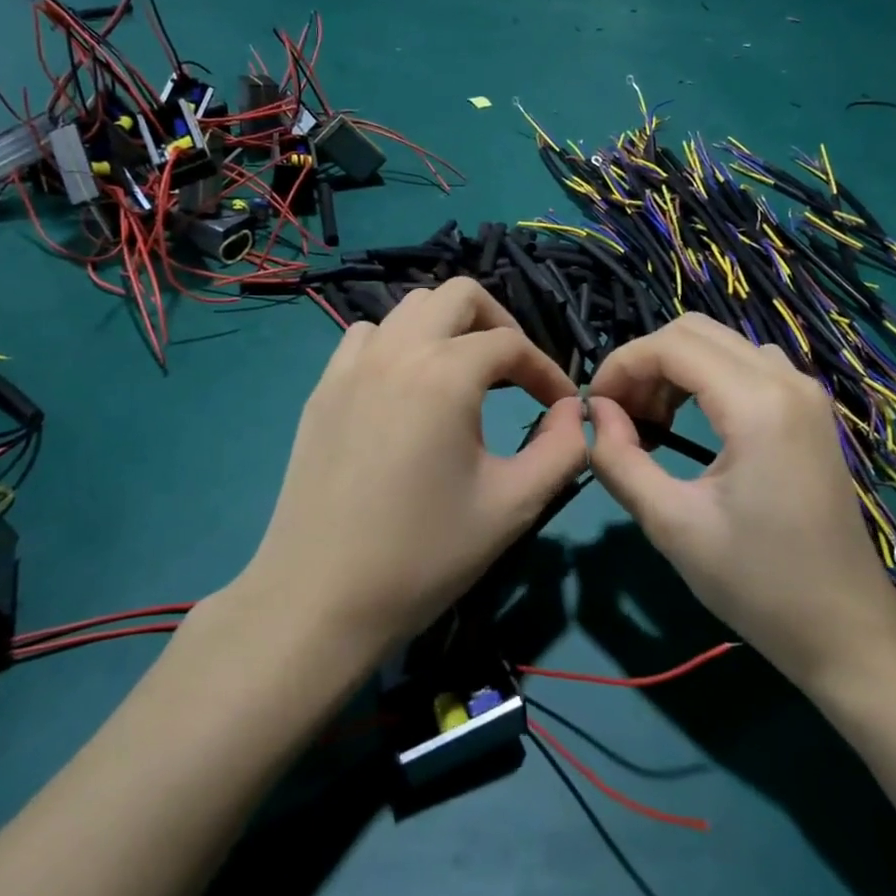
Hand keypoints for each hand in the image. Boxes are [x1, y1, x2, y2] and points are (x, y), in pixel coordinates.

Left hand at [245, 278, 588, 657]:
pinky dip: (399, 345)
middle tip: (515, 374)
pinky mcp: (323, 389)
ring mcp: (351, 366)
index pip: (511, 344)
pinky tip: (406, 390)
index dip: (547, 370)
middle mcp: (396, 351)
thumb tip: (575, 412)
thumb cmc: (425, 554)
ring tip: (464, 378)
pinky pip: (368, 337)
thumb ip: (563, 449)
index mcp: (444, 373)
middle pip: (459, 296)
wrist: (320, 598)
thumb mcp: (514, 504)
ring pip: (410, 309)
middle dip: (499, 324)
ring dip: (448, 329)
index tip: (561, 407)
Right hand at [586, 314, 895, 688]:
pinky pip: (745, 365)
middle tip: (619, 414)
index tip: (594, 407)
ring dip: (674, 367)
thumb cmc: (757, 583)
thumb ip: (619, 460)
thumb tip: (596, 414)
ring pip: (721, 343)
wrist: (846, 629)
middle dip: (645, 362)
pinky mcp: (808, 409)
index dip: (621, 365)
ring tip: (649, 421)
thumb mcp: (672, 525)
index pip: (671, 345)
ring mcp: (804, 392)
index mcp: (758, 404)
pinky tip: (689, 421)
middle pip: (695, 331)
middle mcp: (786, 380)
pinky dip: (704, 377)